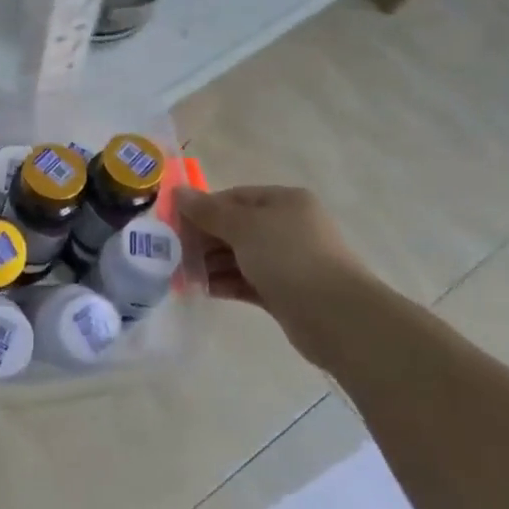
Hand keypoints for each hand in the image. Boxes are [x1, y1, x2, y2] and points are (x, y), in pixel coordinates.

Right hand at [176, 184, 375, 332]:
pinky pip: (247, 281)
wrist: (335, 316)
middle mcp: (288, 227)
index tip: (174, 224)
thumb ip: (208, 211)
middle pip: (236, 227)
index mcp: (284, 202)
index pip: (234, 197)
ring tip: (182, 274)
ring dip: (211, 264)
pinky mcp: (285, 292)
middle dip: (204, 239)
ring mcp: (288, 261)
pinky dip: (225, 283)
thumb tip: (177, 192)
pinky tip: (202, 289)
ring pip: (240, 256)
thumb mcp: (243, 227)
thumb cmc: (288, 257)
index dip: (203, 208)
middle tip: (173, 252)